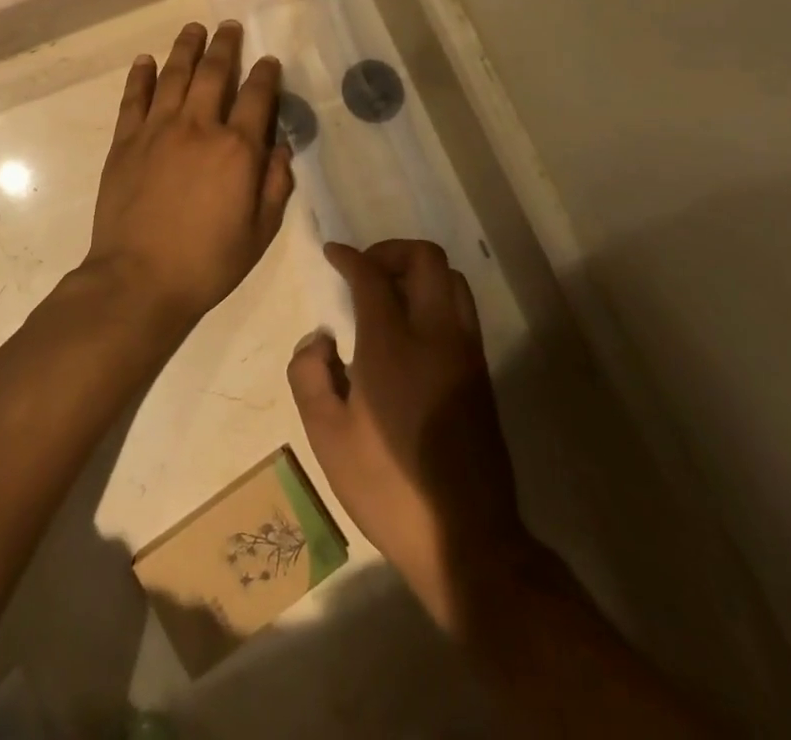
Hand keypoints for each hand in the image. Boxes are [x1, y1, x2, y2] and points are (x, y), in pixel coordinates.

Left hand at [86, 22, 295, 326]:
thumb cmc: (207, 262)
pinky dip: (140, 75)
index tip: (268, 61)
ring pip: (174, 75)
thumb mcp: (260, 232)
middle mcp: (198, 127)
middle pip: (214, 73)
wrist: (139, 278)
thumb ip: (275, 185)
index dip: (265, 75)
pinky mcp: (125, 141)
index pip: (256, 97)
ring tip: (194, 29)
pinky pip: (134, 98)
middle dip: (225, 46)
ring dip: (186, 48)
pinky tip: (145, 60)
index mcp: (237, 149)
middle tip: (229, 27)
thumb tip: (281, 147)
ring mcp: (157, 130)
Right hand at [288, 240, 539, 631]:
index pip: (372, 275)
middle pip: (426, 259)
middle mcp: (436, 335)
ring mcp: (466, 352)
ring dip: (419, 272)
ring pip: (453, 279)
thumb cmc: (387, 486)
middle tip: (364, 271)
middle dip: (391, 251)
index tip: (332, 254)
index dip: (349, 256)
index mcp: (393, 345)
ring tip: (388, 295)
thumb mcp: (326, 436)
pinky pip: (462, 310)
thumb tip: (320, 341)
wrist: (466, 539)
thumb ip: (308, 374)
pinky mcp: (481, 373)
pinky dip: (436, 298)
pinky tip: (411, 332)